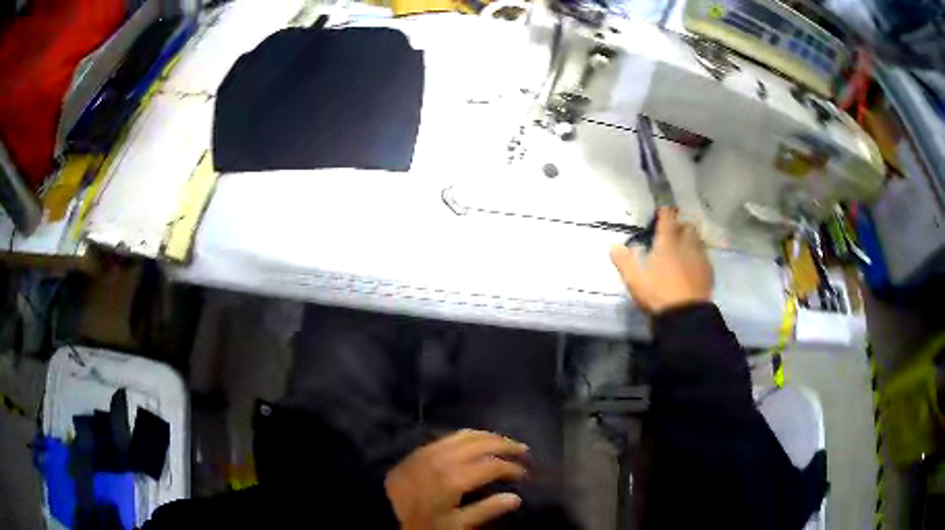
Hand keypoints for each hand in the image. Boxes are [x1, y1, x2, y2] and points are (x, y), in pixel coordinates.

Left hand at [384, 429, 528, 529]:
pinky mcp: (421, 450)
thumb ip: (487, 510)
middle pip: (482, 444)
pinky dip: (469, 436)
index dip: (512, 468)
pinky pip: (449, 436)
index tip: (525, 475)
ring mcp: (431, 451)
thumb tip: (516, 498)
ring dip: (489, 436)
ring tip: (505, 442)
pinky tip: (477, 441)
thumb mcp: (456, 525)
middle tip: (524, 451)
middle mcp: (444, 459)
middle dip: (506, 445)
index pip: (492, 466)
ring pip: (466, 435)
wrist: (382, 513)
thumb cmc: (423, 524)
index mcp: (454, 478)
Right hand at [610, 207, 713, 313]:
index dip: (664, 212)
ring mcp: (700, 258)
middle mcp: (686, 245)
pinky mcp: (708, 271)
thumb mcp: (634, 280)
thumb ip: (624, 261)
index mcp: (667, 243)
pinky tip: (693, 265)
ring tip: (683, 248)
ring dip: (690, 239)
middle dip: (680, 226)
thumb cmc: (658, 294)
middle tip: (672, 233)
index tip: (661, 212)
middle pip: (687, 226)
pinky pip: (704, 256)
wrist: (685, 315)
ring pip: (698, 239)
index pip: (667, 219)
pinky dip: (698, 256)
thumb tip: (613, 246)